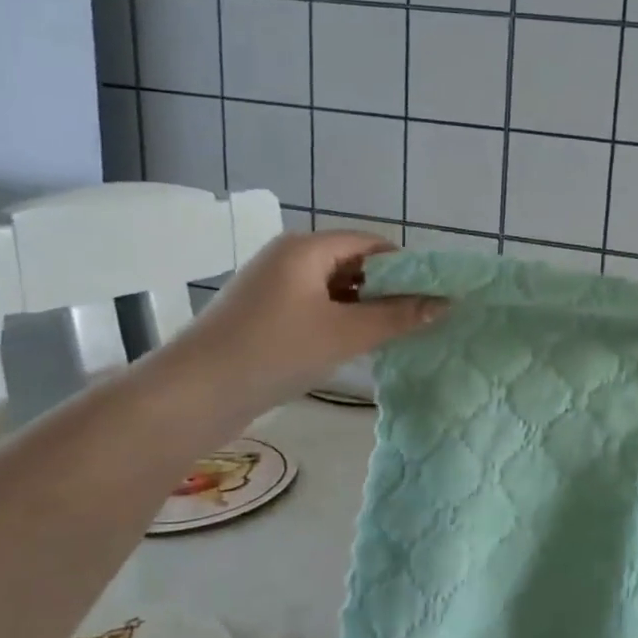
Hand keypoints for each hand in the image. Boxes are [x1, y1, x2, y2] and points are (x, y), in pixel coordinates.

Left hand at [164, 231, 441, 417]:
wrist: (192, 395)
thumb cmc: (275, 351)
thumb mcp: (345, 334)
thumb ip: (398, 316)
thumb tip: (445, 303)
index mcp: (307, 248)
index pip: (371, 243)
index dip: (407, 265)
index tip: (433, 293)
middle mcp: (288, 258)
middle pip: (352, 263)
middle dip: (387, 288)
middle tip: (419, 316)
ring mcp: (272, 287)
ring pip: (334, 288)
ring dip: (364, 307)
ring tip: (395, 333)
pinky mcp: (263, 315)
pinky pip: (314, 306)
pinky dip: (339, 320)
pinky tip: (356, 345)